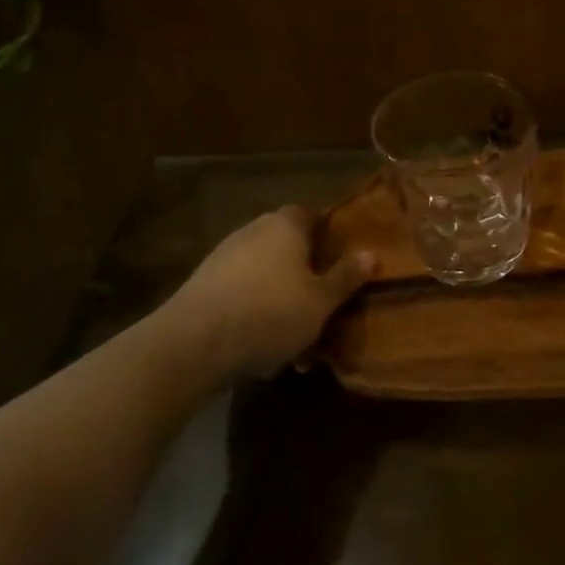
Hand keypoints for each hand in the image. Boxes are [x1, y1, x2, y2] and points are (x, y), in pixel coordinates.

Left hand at [145, 206, 372, 378]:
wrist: (193, 344)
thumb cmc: (270, 312)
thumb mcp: (321, 300)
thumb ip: (346, 276)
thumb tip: (371, 253)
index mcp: (284, 225)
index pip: (311, 215)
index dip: (328, 234)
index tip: (343, 259)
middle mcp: (252, 232)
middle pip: (287, 247)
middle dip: (305, 274)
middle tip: (324, 304)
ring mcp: (222, 259)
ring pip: (264, 276)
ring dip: (280, 301)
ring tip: (297, 340)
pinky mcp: (202, 288)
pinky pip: (241, 297)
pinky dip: (255, 315)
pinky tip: (263, 350)